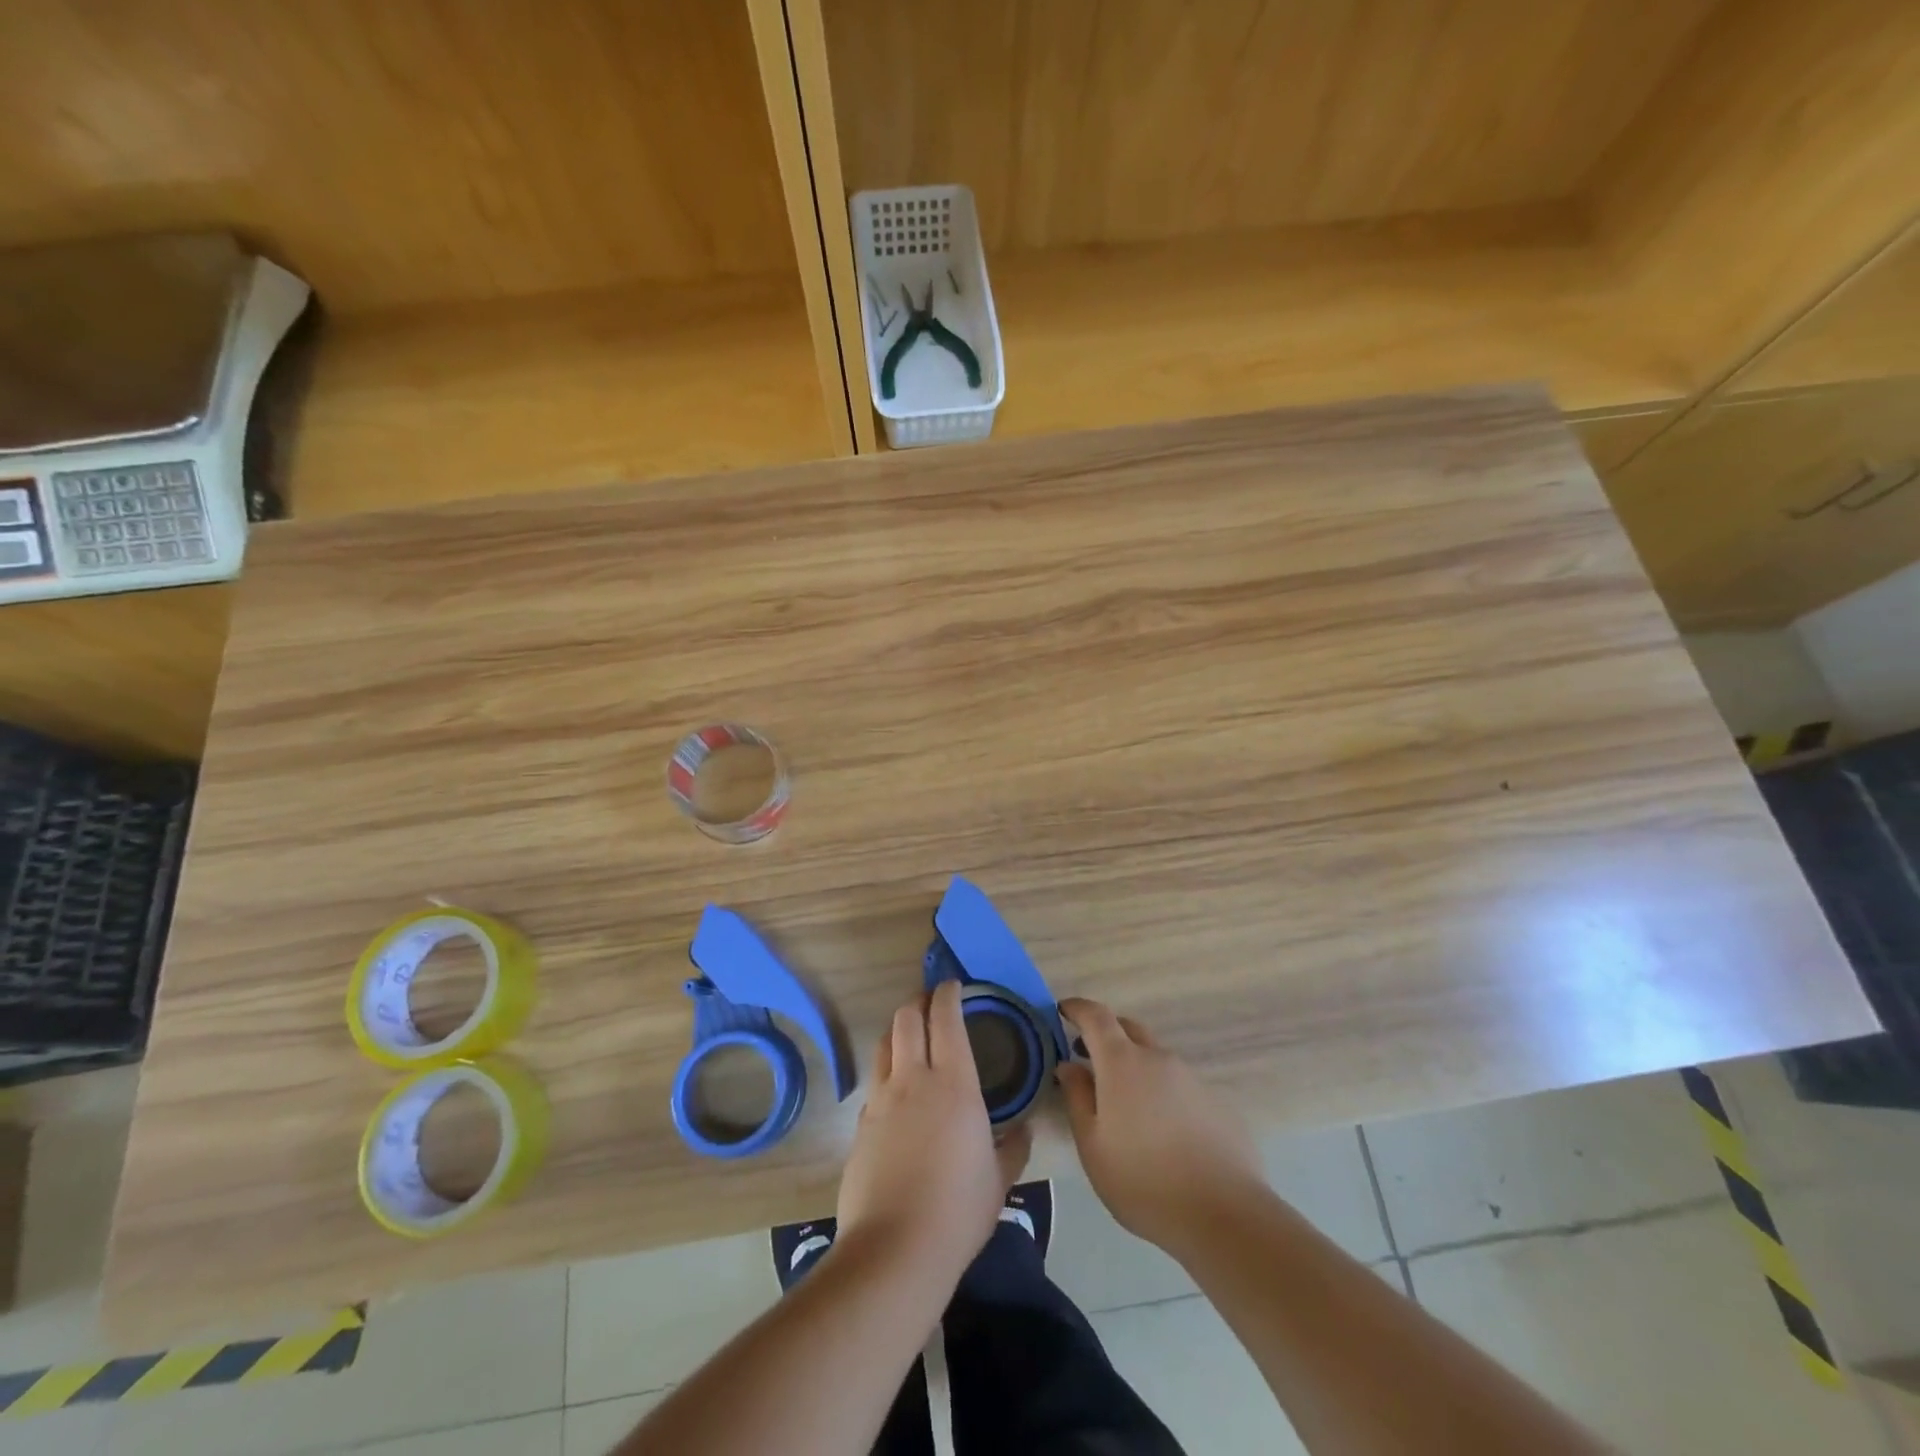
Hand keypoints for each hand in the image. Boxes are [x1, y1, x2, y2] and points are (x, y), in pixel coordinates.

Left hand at [836, 982, 1031, 1288]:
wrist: (896, 1249)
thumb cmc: (958, 1210)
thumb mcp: (999, 1180)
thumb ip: (1013, 1148)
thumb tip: (1023, 1129)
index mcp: (954, 1084)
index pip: (946, 1018)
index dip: (947, 994)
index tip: (953, 986)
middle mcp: (913, 1079)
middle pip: (907, 1018)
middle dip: (918, 1001)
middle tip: (931, 1003)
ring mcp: (881, 1099)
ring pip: (885, 1043)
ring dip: (899, 1029)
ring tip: (911, 1035)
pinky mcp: (861, 1124)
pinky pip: (875, 1082)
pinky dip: (887, 1071)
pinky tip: (898, 1092)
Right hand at [1057, 997, 1264, 1256]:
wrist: (1225, 1216)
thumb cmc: (1143, 1181)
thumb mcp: (1093, 1146)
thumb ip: (1077, 1098)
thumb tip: (1068, 1065)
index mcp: (1122, 1062)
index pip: (1096, 1016)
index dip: (1078, 1008)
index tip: (1062, 1010)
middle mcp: (1158, 1058)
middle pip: (1128, 1029)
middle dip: (1105, 1035)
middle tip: (1087, 1057)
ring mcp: (1191, 1078)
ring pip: (1155, 1058)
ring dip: (1134, 1067)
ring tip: (1124, 1104)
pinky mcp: (1215, 1101)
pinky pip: (1178, 1084)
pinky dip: (1161, 1092)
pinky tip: (1161, 1130)